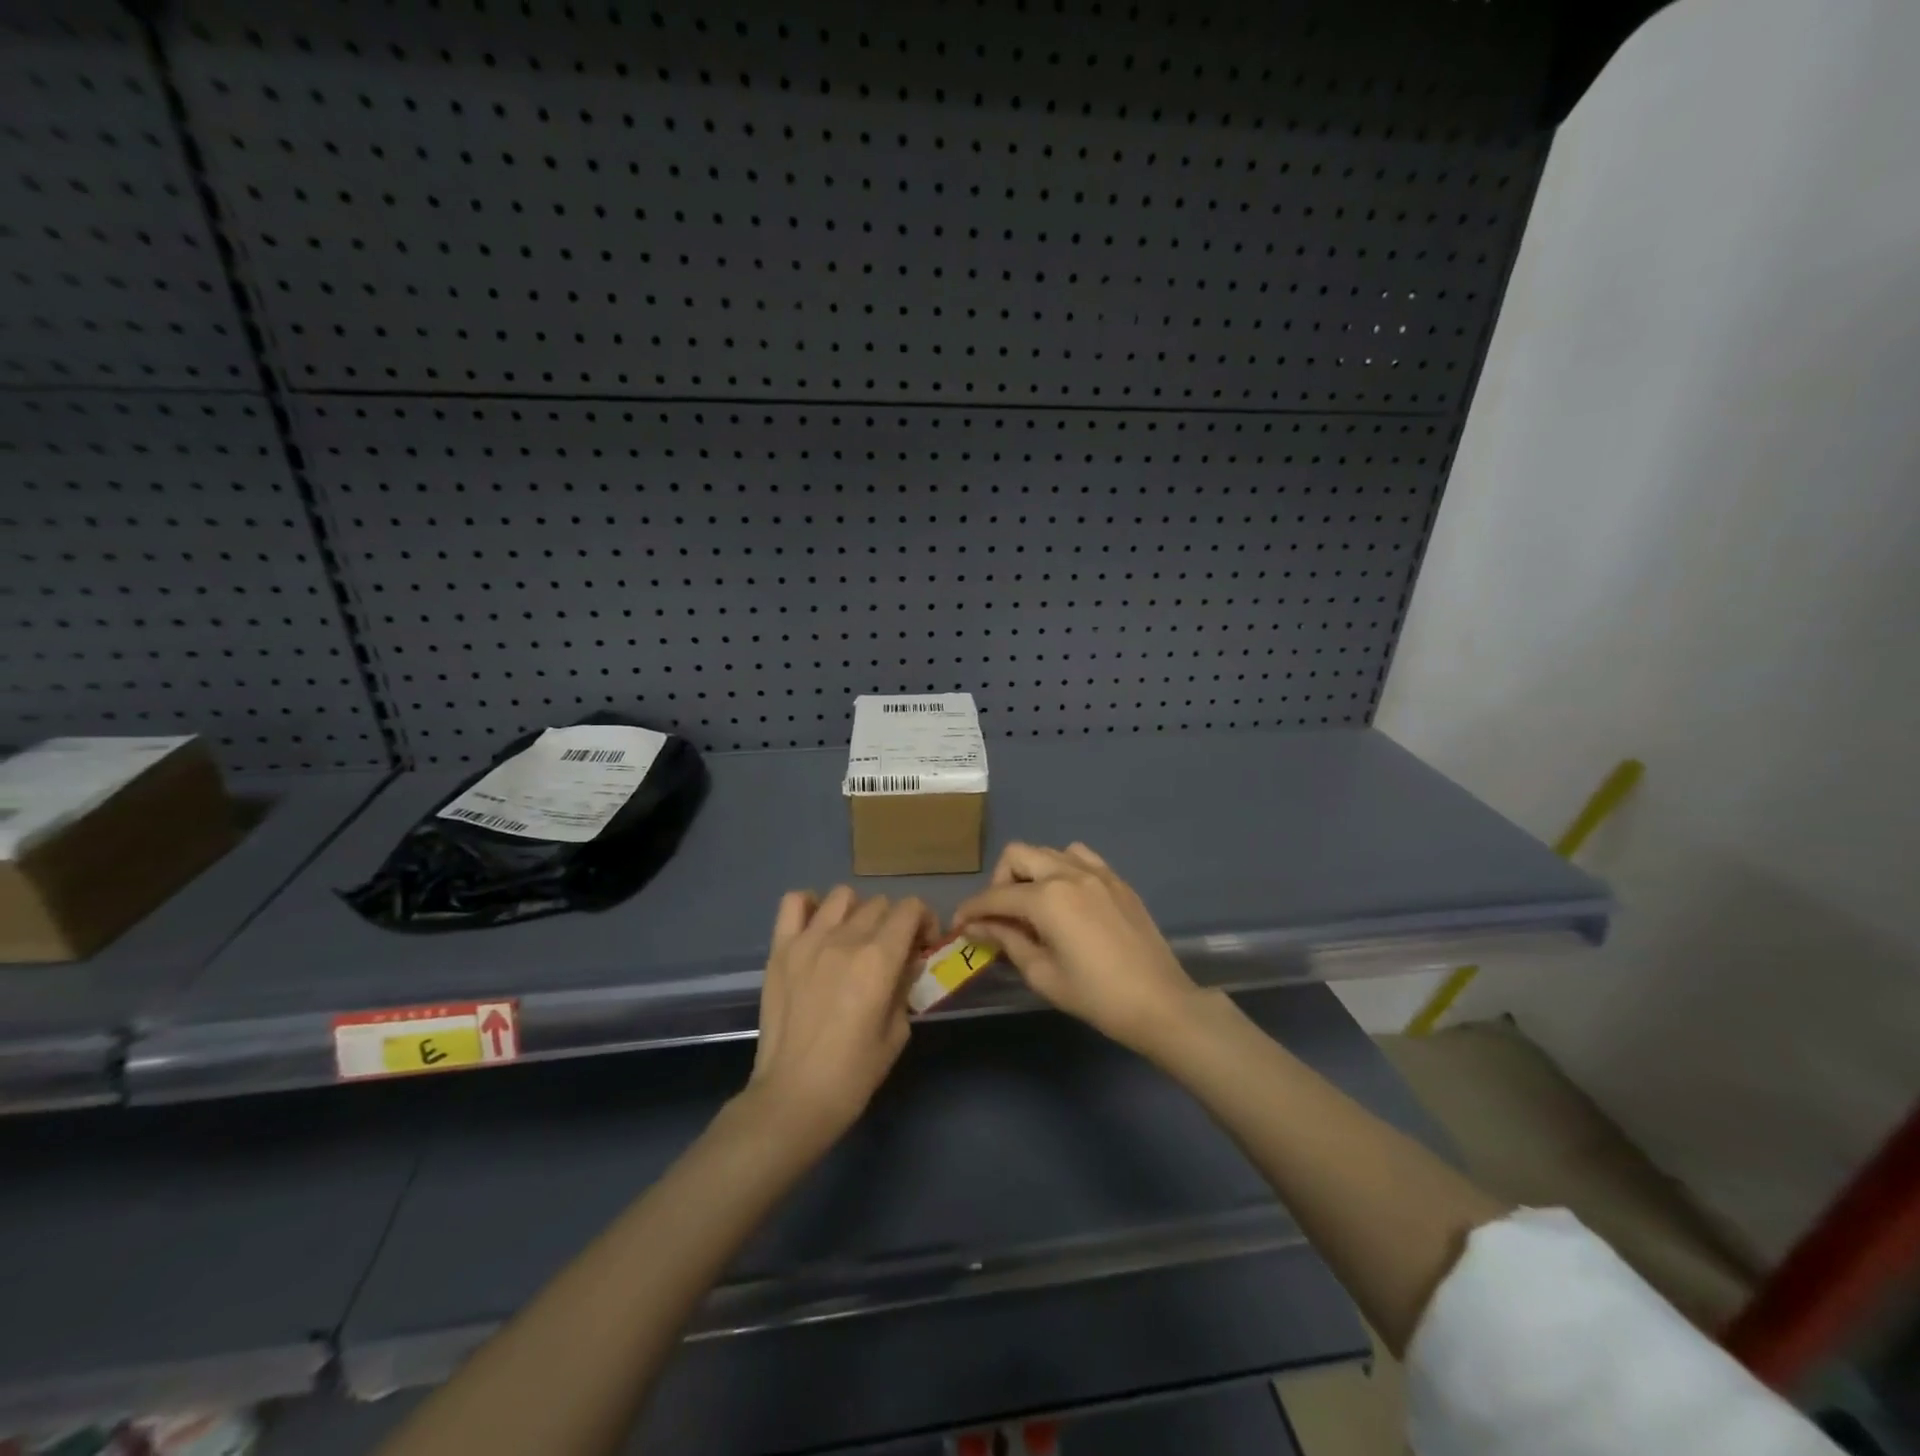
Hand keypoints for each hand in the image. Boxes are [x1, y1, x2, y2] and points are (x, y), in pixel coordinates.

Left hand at [746, 886, 936, 1145]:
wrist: (793, 1098)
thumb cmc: (853, 1074)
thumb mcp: (898, 1033)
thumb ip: (905, 986)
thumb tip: (907, 962)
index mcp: (879, 959)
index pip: (910, 909)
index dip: (924, 921)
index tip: (922, 946)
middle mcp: (845, 939)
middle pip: (880, 903)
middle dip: (894, 923)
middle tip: (891, 953)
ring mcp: (808, 940)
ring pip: (843, 896)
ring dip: (857, 912)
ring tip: (854, 939)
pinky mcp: (780, 949)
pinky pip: (794, 902)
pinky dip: (810, 906)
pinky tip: (817, 929)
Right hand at [952, 842, 1198, 1056]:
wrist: (1160, 1003)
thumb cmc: (1096, 996)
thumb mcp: (1042, 974)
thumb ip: (1007, 941)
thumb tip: (977, 926)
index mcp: (1047, 898)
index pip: (996, 895)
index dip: (971, 909)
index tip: (959, 925)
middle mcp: (1069, 873)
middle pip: (1018, 855)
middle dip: (999, 881)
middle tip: (1000, 914)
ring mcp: (1097, 872)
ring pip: (1048, 851)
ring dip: (1032, 871)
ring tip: (1034, 905)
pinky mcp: (1117, 880)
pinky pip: (1080, 857)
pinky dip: (1062, 868)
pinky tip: (1066, 897)